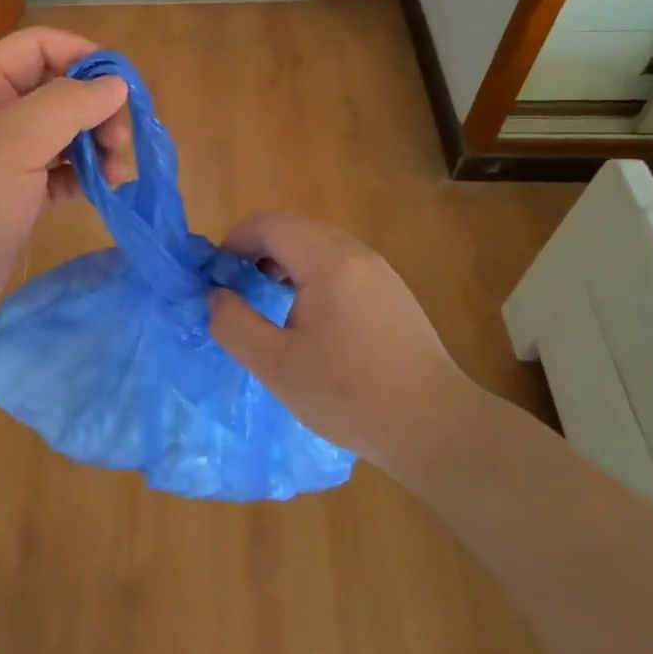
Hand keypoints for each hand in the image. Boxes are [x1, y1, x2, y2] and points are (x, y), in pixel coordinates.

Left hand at [0, 27, 129, 362]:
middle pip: (57, 88)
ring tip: (117, 172)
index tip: (122, 87)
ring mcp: (4, 159)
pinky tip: (103, 190)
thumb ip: (66, 105)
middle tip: (120, 142)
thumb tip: (115, 84)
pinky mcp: (16, 197)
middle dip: (95, 107)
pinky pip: (60, 171)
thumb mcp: (12, 145)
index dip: (82, 55)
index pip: (38, 46)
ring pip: (63, 132)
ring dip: (96, 143)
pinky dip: (85, 175)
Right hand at [207, 212, 478, 479]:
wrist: (437, 428)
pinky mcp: (393, 292)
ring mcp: (380, 272)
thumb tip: (216, 295)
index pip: (270, 225)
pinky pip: (342, 262)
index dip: (236, 239)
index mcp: (328, 263)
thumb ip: (233, 324)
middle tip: (237, 282)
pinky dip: (312, 271)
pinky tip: (308, 312)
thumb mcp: (276, 365)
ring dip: (286, 258)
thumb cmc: (350, 396)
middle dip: (258, 246)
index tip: (217, 272)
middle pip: (296, 227)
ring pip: (320, 243)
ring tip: (267, 295)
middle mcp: (356, 255)